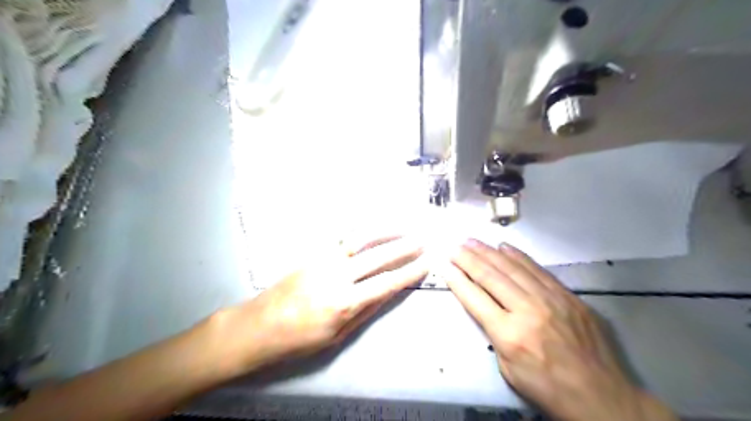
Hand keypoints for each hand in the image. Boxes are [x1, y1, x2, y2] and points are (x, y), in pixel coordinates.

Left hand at [227, 236, 427, 371]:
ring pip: (360, 239)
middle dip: (403, 247)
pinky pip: (343, 237)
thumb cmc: (299, 339)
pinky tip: (373, 227)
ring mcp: (323, 260)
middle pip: (377, 256)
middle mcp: (337, 275)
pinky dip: (362, 230)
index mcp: (344, 302)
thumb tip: (389, 291)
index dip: (409, 272)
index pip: (386, 283)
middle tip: (422, 240)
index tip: (426, 262)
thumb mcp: (337, 335)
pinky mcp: (314, 254)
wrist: (260, 325)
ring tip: (403, 227)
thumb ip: (365, 310)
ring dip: (384, 231)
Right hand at [441, 240, 674, 420]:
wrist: (600, 395)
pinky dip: (518, 256)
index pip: (474, 297)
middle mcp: (527, 310)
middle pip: (490, 276)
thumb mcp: (508, 369)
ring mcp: (549, 299)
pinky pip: (537, 269)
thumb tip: (485, 307)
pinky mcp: (567, 295)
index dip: (456, 279)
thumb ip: (494, 334)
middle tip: (455, 246)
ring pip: (512, 267)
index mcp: (509, 334)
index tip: (444, 264)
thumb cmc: (547, 388)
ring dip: (489, 252)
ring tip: (472, 241)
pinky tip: (504, 246)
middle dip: (468, 258)